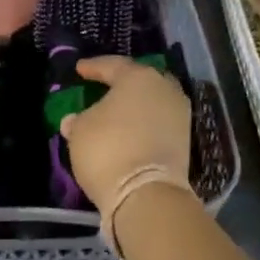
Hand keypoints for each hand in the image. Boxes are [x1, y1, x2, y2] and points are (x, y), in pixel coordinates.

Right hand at [61, 57, 192, 213]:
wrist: (147, 194)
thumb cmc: (107, 149)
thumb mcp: (80, 131)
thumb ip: (79, 120)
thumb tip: (74, 120)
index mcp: (138, 77)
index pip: (112, 65)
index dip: (93, 67)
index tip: (79, 69)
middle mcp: (164, 89)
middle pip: (139, 80)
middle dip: (121, 82)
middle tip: (103, 85)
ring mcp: (179, 115)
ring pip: (152, 101)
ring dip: (135, 104)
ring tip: (116, 110)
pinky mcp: (184, 140)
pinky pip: (158, 122)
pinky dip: (144, 123)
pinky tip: (129, 129)